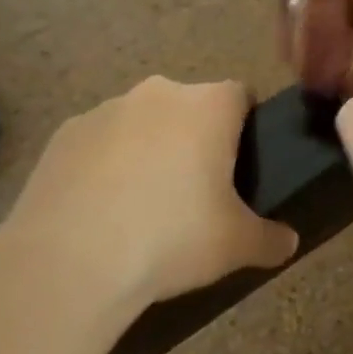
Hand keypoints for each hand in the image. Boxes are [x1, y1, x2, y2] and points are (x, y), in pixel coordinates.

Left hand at [0, 78, 297, 321]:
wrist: (69, 261)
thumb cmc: (171, 238)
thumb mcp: (237, 246)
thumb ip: (270, 239)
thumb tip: (288, 241)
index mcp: (208, 107)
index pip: (241, 95)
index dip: (245, 126)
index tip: (241, 165)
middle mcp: (159, 93)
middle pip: (190, 106)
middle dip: (195, 138)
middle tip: (196, 191)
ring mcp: (106, 109)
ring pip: (142, 122)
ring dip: (149, 148)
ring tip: (143, 205)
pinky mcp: (64, 133)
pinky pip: (100, 142)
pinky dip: (106, 164)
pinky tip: (101, 209)